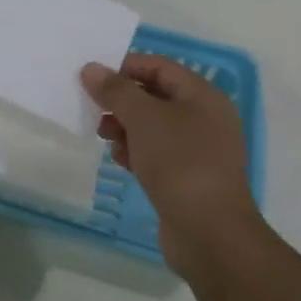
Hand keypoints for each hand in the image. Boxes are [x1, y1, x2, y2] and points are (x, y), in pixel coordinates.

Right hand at [81, 54, 256, 273]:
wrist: (210, 233)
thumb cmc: (179, 162)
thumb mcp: (143, 118)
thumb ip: (115, 90)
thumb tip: (91, 68)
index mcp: (202, 96)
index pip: (159, 66)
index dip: (125, 66)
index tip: (93, 77)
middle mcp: (204, 118)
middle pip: (154, 96)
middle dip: (122, 100)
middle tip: (93, 109)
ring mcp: (198, 150)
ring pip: (152, 126)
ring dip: (125, 127)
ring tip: (104, 137)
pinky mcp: (188, 177)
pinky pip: (156, 153)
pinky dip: (135, 151)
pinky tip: (120, 160)